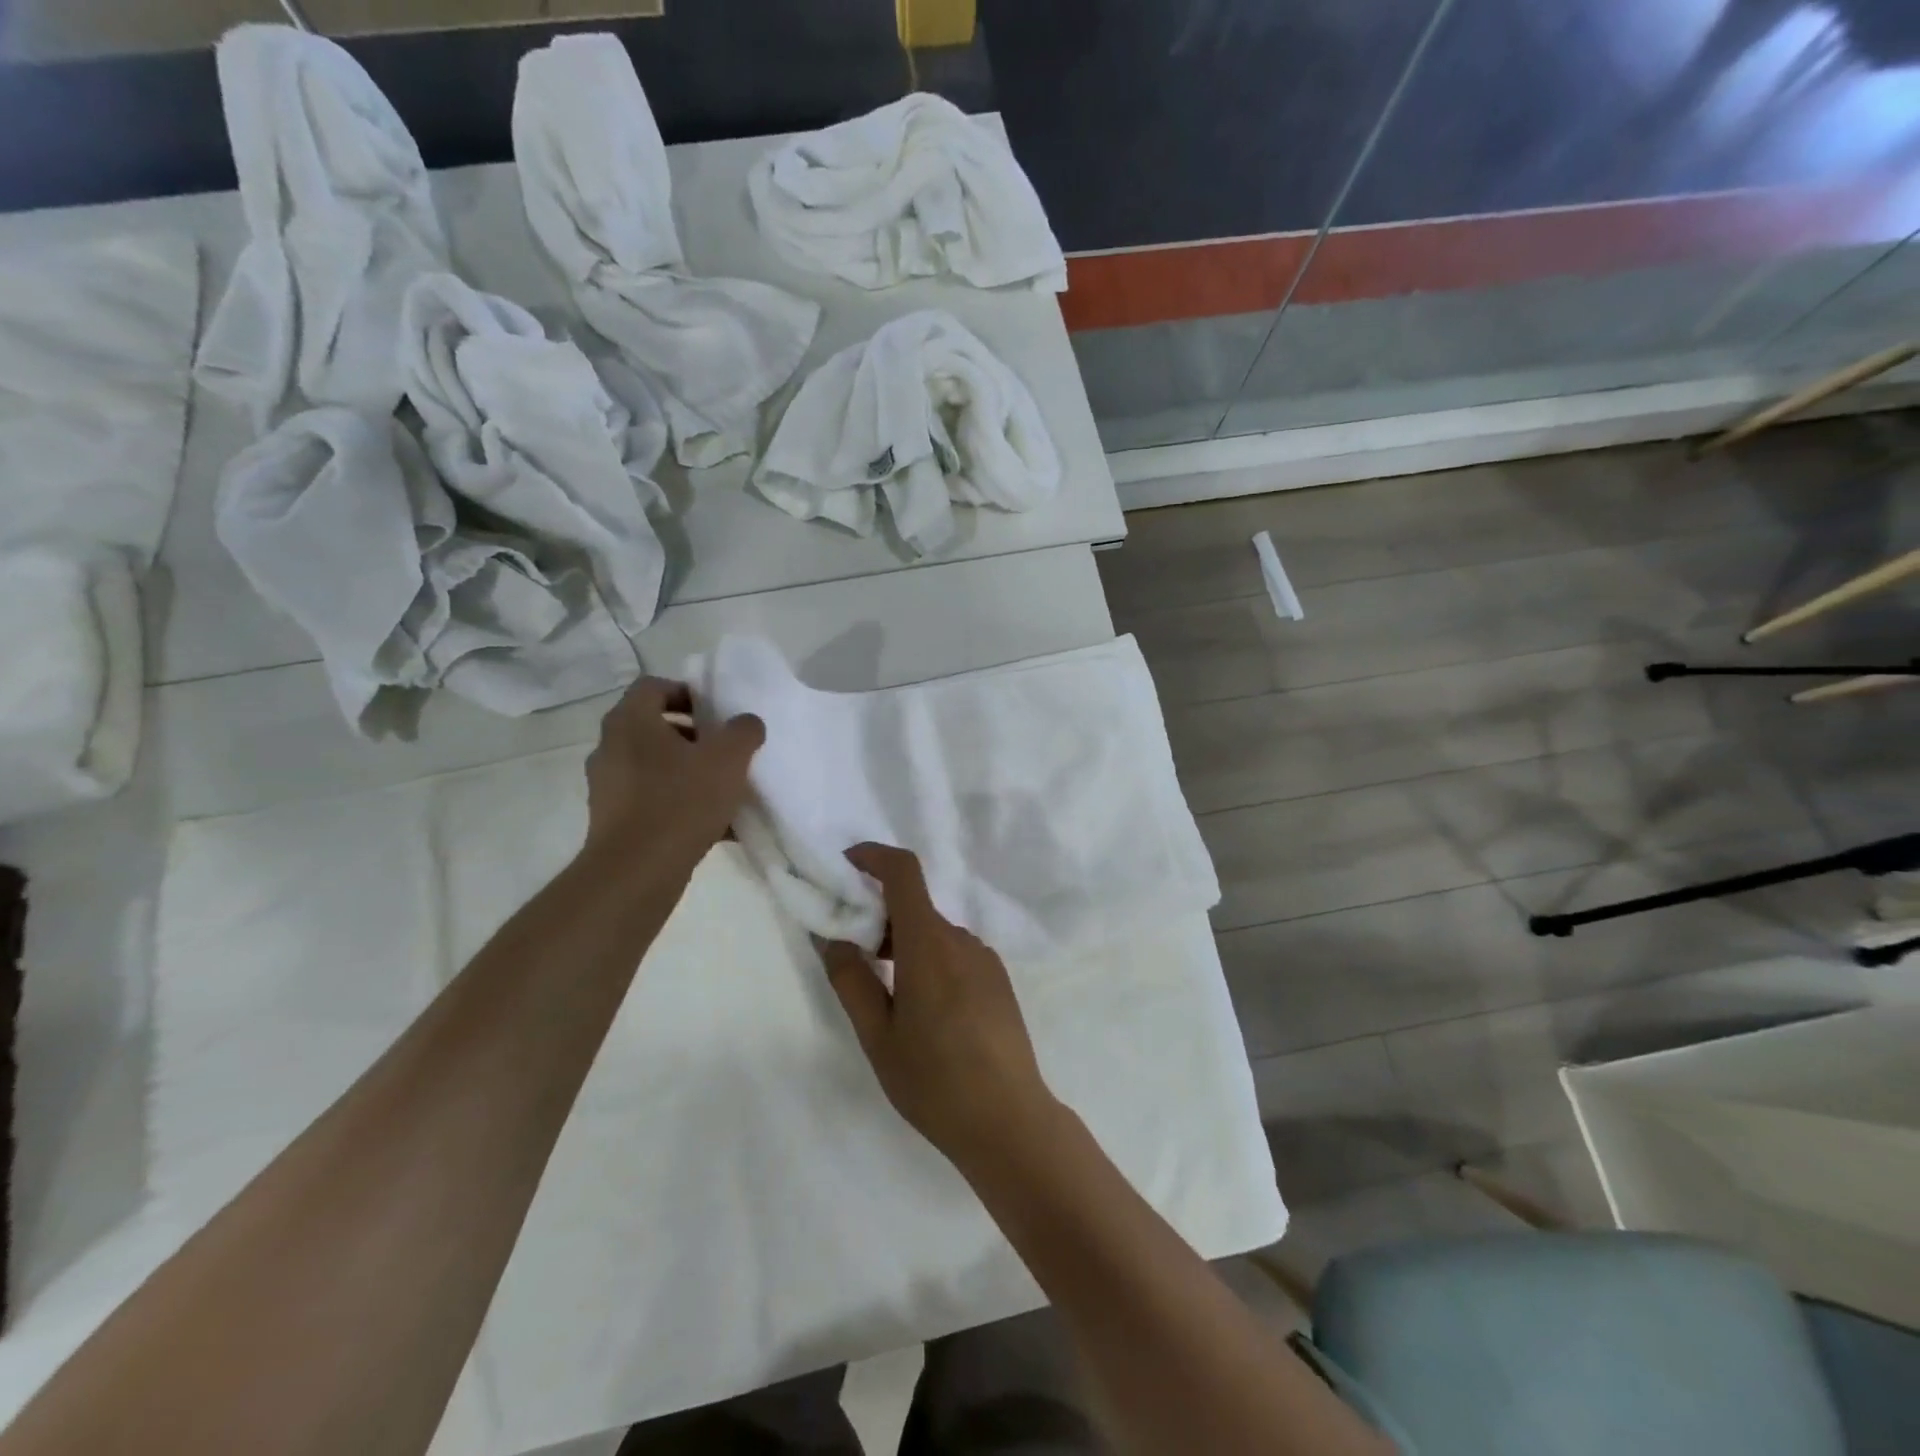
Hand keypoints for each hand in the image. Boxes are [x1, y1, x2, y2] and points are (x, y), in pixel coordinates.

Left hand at [582, 677, 763, 867]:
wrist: (636, 872)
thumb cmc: (681, 802)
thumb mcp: (728, 759)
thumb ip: (743, 731)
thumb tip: (746, 723)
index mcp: (631, 721)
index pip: (654, 687)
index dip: (687, 692)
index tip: (716, 712)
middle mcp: (610, 747)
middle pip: (655, 727)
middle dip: (693, 736)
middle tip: (724, 750)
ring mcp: (607, 785)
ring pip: (655, 766)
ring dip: (687, 771)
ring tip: (724, 791)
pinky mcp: (612, 819)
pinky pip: (651, 799)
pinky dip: (679, 803)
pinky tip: (714, 825)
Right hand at [819, 844, 1059, 1174]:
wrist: (1009, 1120)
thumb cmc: (934, 1080)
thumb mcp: (877, 1036)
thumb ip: (851, 980)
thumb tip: (833, 937)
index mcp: (929, 944)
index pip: (904, 872)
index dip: (873, 856)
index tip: (846, 866)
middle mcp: (961, 939)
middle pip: (915, 907)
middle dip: (879, 916)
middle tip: (851, 952)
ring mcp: (985, 959)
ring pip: (934, 933)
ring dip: (904, 944)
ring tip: (885, 994)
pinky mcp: (998, 980)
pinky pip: (955, 953)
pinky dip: (929, 960)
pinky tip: (924, 1011)